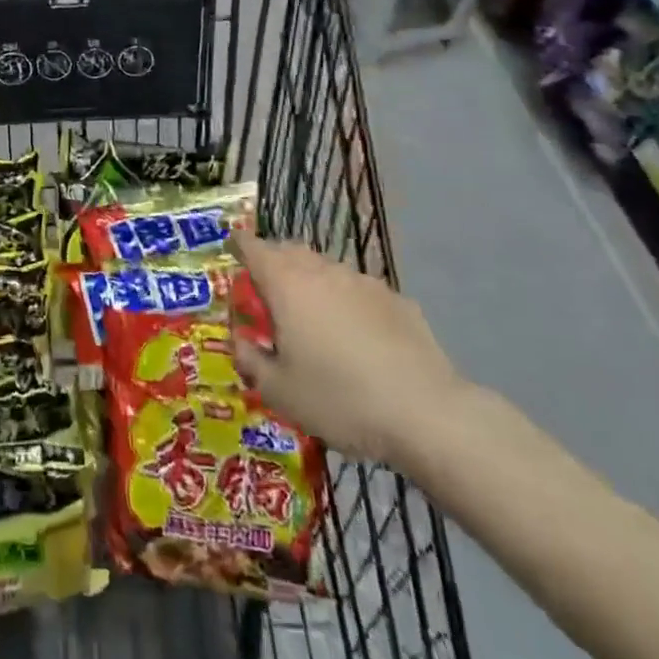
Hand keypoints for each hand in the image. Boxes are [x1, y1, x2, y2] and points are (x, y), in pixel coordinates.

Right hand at [231, 235, 468, 469]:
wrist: (426, 414)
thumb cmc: (339, 399)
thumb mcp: (279, 392)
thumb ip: (250, 360)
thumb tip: (240, 341)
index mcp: (286, 284)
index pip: (252, 246)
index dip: (238, 245)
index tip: (231, 250)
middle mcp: (322, 271)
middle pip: (289, 251)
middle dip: (274, 262)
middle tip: (266, 289)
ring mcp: (363, 282)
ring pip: (326, 270)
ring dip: (311, 282)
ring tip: (312, 316)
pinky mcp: (397, 301)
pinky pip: (359, 292)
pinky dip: (347, 303)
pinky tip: (357, 337)